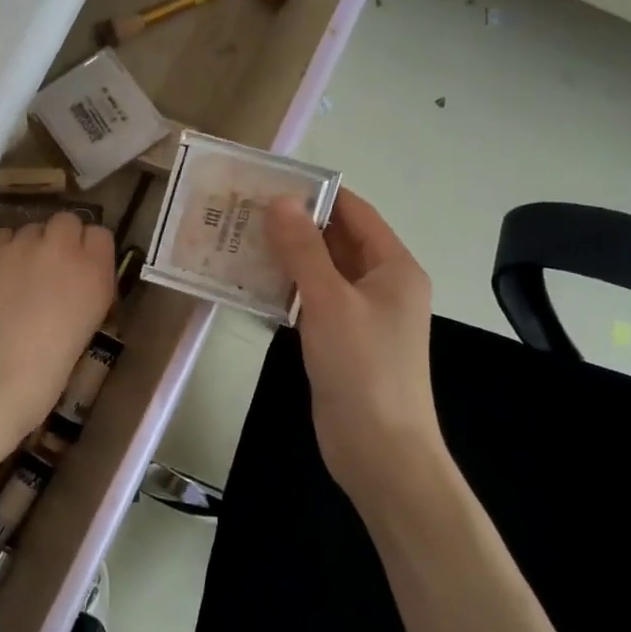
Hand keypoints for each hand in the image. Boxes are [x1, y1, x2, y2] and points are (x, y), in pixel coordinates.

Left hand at [0, 212, 115, 463]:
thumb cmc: (39, 379)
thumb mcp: (79, 336)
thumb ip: (79, 300)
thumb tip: (67, 293)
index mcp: (94, 276)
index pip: (100, 236)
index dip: (89, 249)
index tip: (80, 269)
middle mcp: (61, 251)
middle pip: (66, 222)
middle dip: (60, 240)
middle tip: (48, 270)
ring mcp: (19, 246)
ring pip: (30, 229)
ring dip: (28, 247)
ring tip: (14, 279)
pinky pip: (0, 238)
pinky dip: (0, 252)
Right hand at [267, 190, 444, 495]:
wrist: (380, 451)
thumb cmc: (363, 368)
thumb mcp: (330, 301)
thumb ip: (303, 250)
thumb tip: (280, 200)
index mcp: (393, 268)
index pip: (355, 212)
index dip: (317, 193)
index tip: (270, 180)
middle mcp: (380, 285)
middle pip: (336, 240)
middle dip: (294, 224)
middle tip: (243, 208)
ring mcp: (360, 315)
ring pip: (320, 272)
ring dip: (285, 257)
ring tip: (238, 238)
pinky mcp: (340, 340)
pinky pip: (311, 302)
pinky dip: (285, 290)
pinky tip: (249, 283)